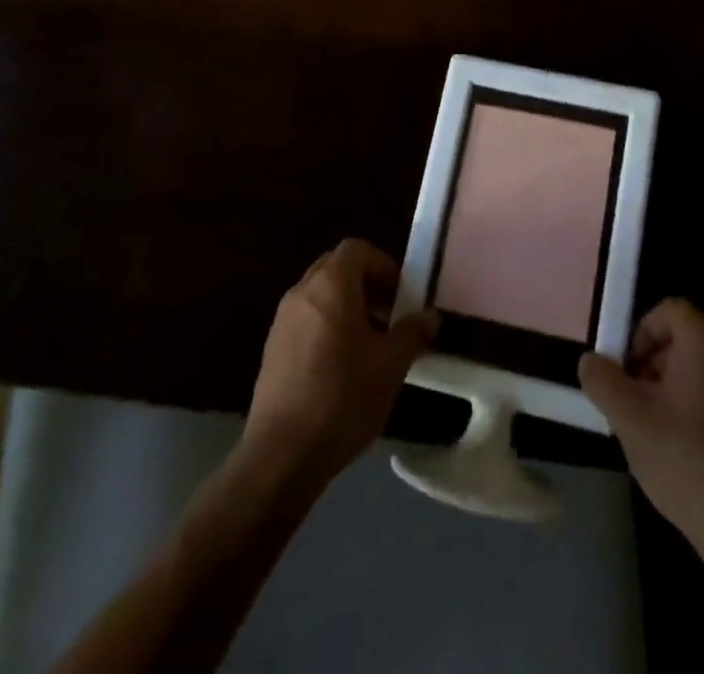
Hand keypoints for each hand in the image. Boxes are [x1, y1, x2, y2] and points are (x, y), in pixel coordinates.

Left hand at [243, 239, 438, 486]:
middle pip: (336, 268)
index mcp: (330, 285)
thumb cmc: (343, 397)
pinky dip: (327, 326)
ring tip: (369, 345)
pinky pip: (305, 319)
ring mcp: (282, 320)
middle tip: (388, 316)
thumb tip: (431, 316)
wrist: (282, 454)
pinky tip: (342, 367)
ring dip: (347, 306)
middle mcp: (302, 292)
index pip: (357, 249)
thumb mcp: (391, 366)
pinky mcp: (272, 348)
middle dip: (366, 284)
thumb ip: (412, 333)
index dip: (383, 265)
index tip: (400, 296)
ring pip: (320, 295)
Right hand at [580, 299, 703, 564]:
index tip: (627, 367)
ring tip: (658, 431)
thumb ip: (602, 380)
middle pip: (689, 340)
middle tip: (636, 400)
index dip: (642, 330)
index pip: (671, 309)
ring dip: (678, 389)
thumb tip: (590, 361)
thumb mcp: (628, 418)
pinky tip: (690, 456)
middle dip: (656, 363)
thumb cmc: (685, 459)